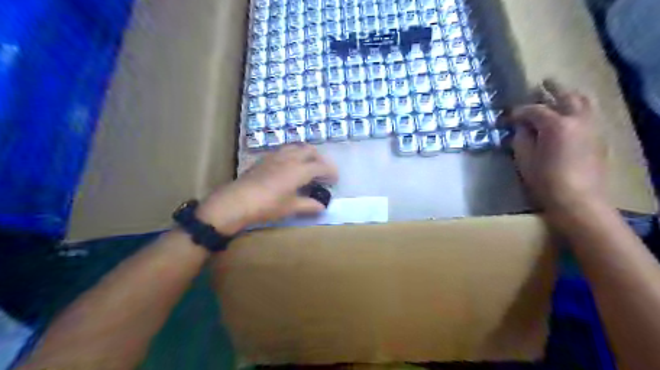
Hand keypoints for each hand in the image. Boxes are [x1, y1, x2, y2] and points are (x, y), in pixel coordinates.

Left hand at [194, 145, 335, 233]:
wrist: (238, 200)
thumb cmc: (268, 205)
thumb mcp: (291, 207)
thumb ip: (309, 205)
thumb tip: (322, 206)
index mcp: (300, 170)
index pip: (321, 166)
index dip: (330, 172)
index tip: (335, 179)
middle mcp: (290, 158)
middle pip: (310, 151)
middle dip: (320, 159)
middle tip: (323, 171)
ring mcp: (276, 156)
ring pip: (296, 147)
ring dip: (306, 153)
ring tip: (308, 164)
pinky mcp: (265, 158)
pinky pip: (284, 150)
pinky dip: (293, 154)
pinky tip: (289, 165)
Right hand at [509, 80, 607, 218]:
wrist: (578, 198)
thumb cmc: (545, 180)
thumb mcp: (524, 158)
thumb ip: (521, 138)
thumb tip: (521, 127)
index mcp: (556, 125)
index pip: (535, 110)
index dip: (519, 111)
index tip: (508, 117)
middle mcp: (577, 119)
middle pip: (565, 96)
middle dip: (551, 89)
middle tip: (540, 84)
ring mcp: (592, 126)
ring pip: (583, 101)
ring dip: (569, 95)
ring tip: (558, 93)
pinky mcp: (599, 136)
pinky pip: (589, 113)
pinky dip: (578, 107)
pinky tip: (569, 113)